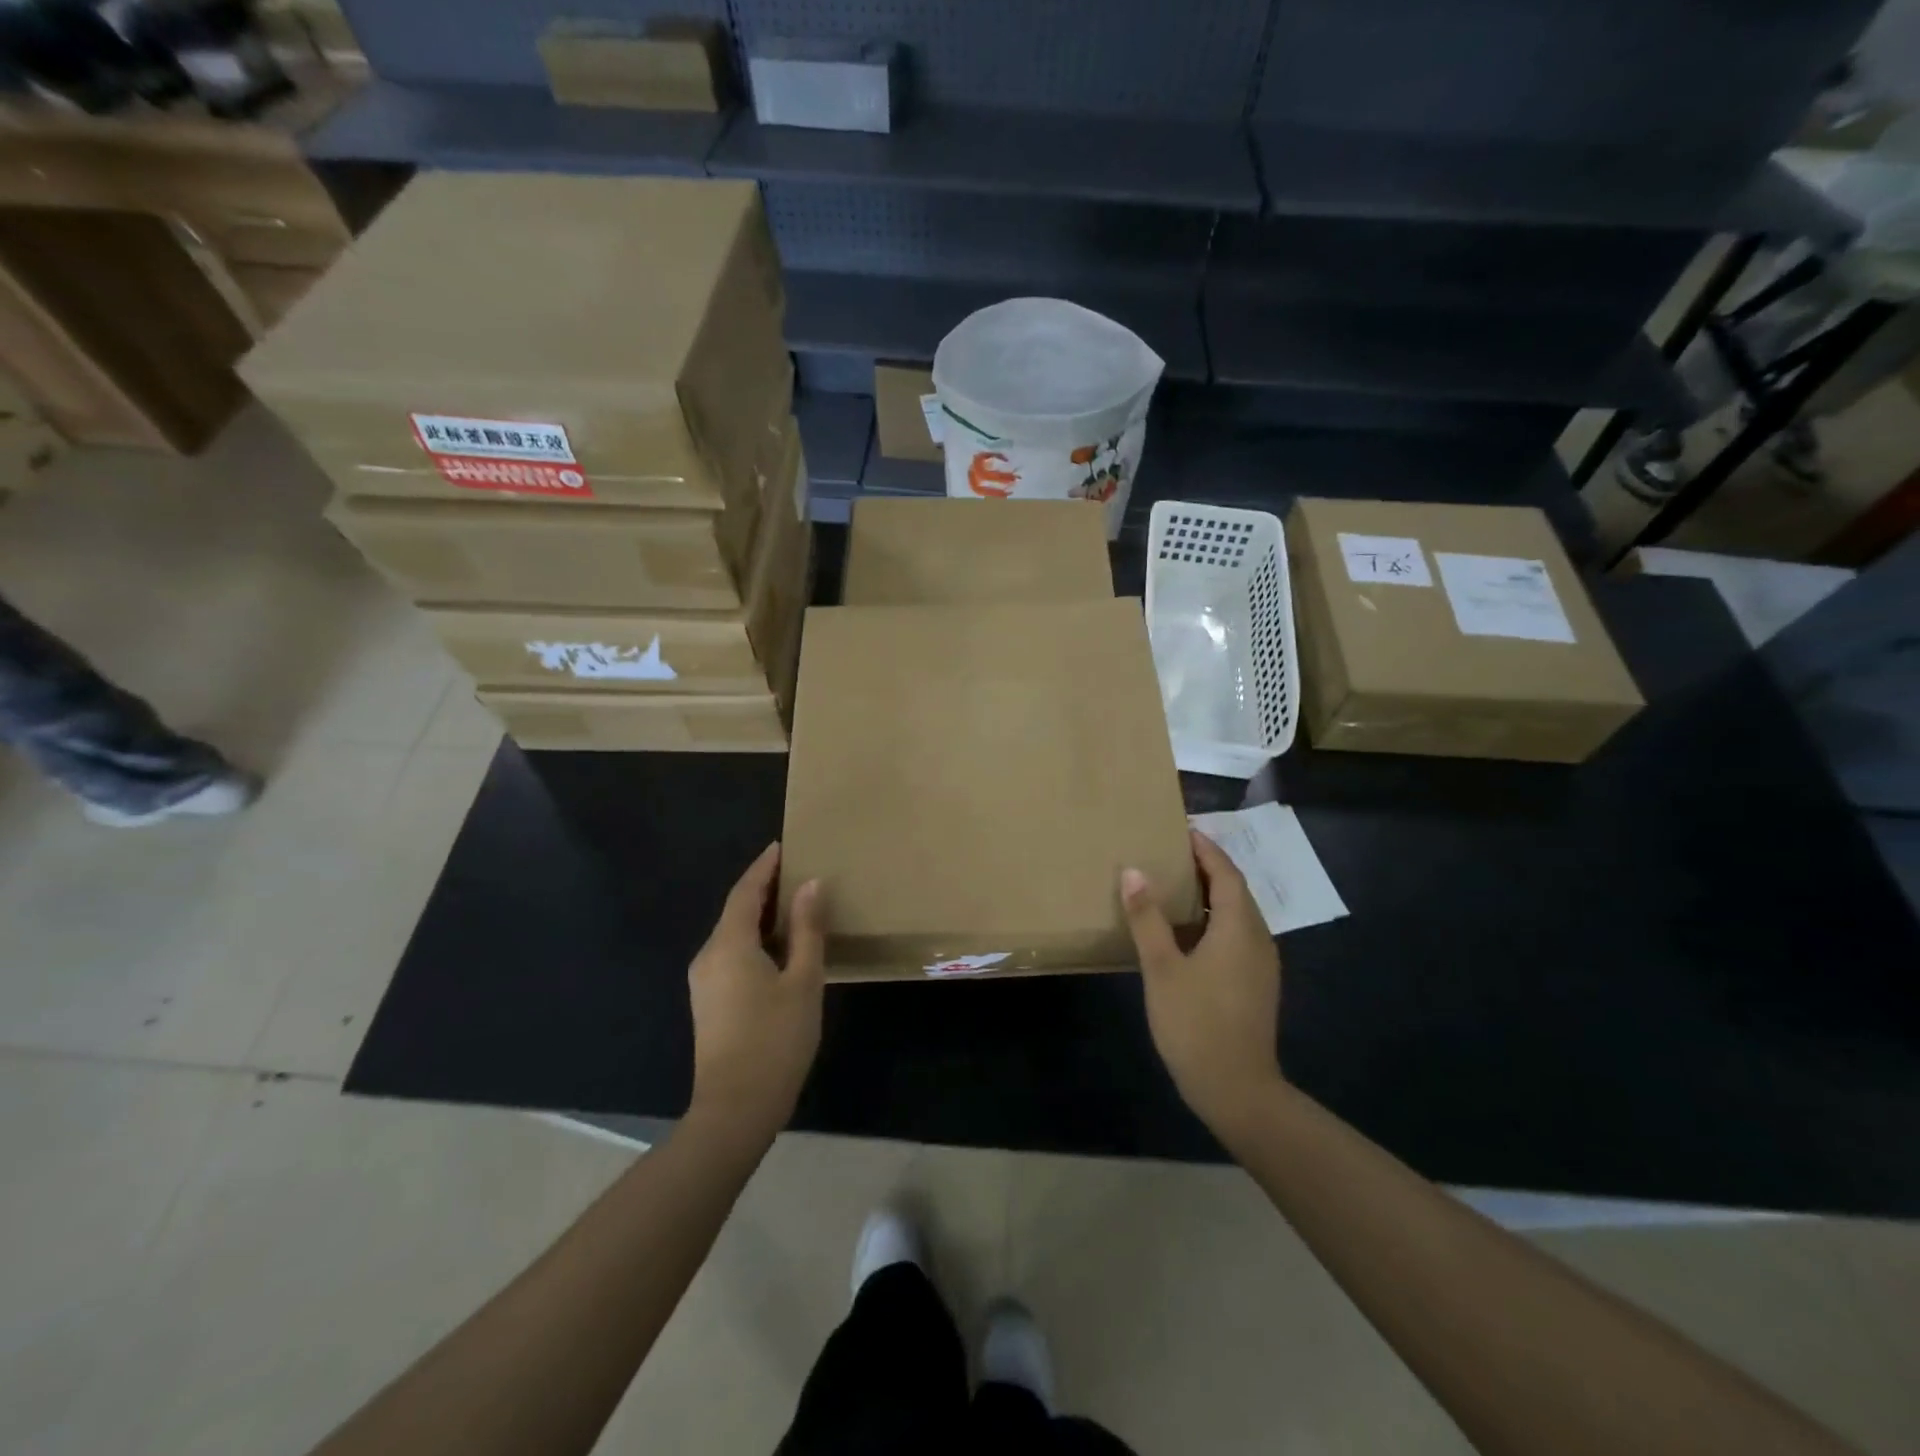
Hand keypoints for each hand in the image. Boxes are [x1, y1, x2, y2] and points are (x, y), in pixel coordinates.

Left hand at [687, 843, 825, 1139]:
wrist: (735, 1109)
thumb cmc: (776, 1040)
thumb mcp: (803, 980)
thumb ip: (806, 929)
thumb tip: (810, 884)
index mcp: (729, 945)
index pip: (745, 891)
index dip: (764, 867)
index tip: (782, 846)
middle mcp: (708, 955)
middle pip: (736, 910)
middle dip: (763, 888)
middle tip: (796, 872)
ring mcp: (704, 981)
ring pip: (733, 934)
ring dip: (760, 915)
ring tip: (794, 905)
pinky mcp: (708, 1002)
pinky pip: (731, 954)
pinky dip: (754, 940)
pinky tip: (779, 948)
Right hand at [1121, 830, 1284, 1142]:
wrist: (1237, 1090)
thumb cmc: (1196, 1024)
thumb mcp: (1162, 968)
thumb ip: (1148, 918)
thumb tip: (1134, 871)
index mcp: (1238, 927)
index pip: (1226, 873)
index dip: (1206, 849)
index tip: (1181, 831)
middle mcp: (1257, 938)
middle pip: (1235, 890)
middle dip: (1207, 868)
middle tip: (1170, 854)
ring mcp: (1260, 964)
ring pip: (1237, 914)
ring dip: (1210, 895)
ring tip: (1173, 886)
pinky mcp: (1255, 984)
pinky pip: (1236, 935)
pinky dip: (1213, 920)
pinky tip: (1186, 933)